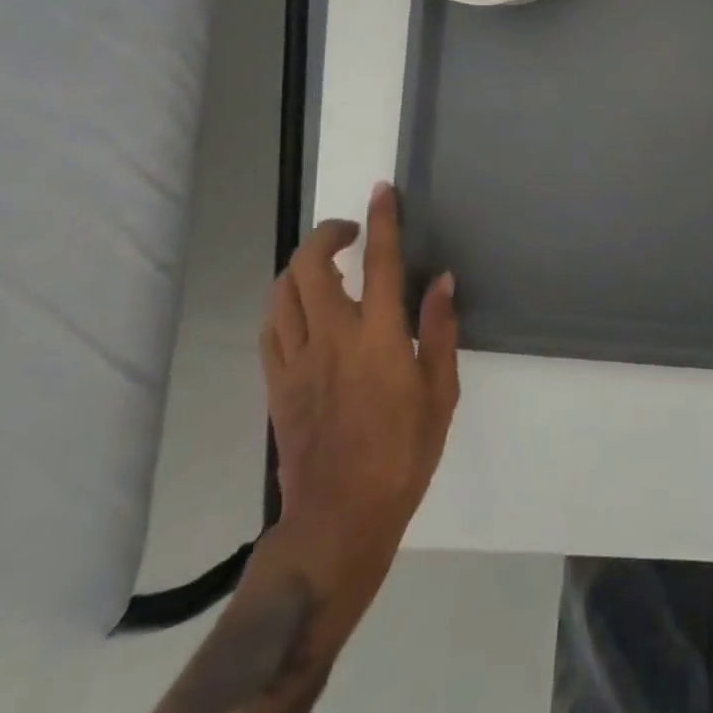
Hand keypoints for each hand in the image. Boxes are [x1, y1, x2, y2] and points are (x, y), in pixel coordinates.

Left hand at [257, 183, 458, 625]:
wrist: (338, 522)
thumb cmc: (402, 457)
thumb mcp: (440, 394)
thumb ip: (439, 331)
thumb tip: (441, 280)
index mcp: (377, 337)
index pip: (379, 261)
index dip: (381, 219)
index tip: (381, 191)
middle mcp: (331, 337)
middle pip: (311, 266)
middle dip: (326, 234)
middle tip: (350, 232)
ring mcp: (297, 360)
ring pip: (283, 292)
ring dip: (301, 265)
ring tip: (326, 265)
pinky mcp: (276, 385)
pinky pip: (271, 328)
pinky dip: (285, 303)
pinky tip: (302, 308)